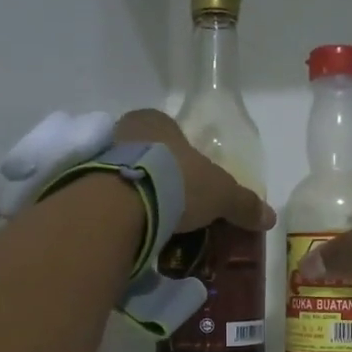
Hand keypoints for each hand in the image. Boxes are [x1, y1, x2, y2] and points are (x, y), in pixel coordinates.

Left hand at [114, 108, 273, 232]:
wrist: (123, 202)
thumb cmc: (177, 181)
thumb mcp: (221, 193)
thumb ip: (243, 203)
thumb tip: (270, 217)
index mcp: (156, 121)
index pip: (172, 132)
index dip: (185, 156)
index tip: (193, 183)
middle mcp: (123, 131)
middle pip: (147, 154)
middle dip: (161, 178)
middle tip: (175, 207)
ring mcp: (98, 157)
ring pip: (125, 175)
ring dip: (138, 195)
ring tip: (154, 224)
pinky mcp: (81, 184)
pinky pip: (107, 197)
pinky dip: (119, 211)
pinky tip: (132, 230)